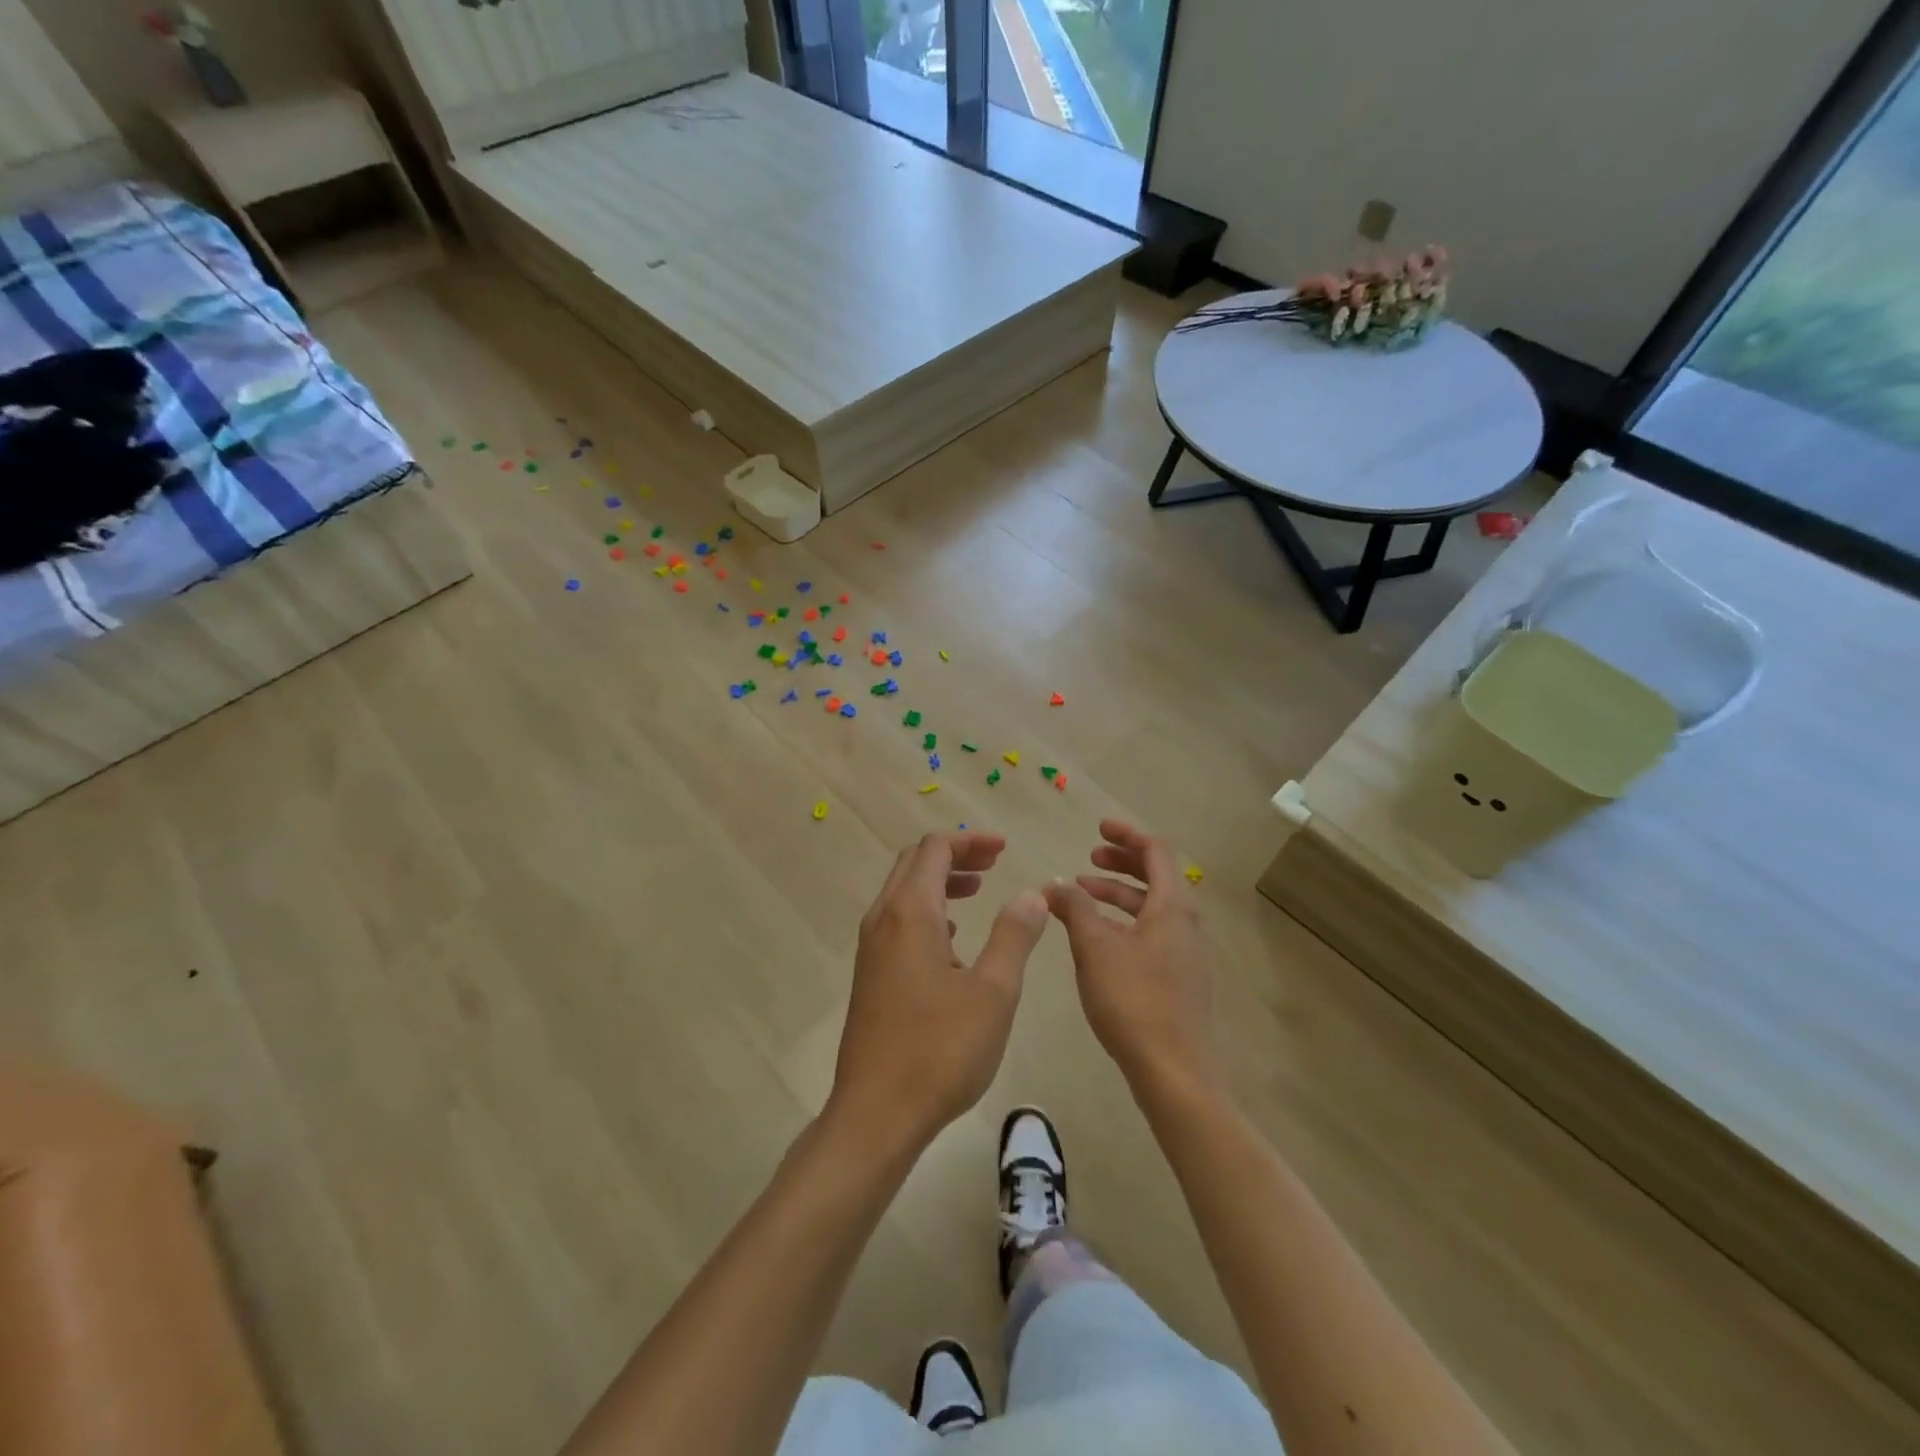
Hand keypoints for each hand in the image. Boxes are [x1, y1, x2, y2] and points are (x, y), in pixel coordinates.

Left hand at [829, 832, 1048, 1155]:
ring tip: (979, 891)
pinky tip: (954, 939)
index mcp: (910, 913)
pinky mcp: (870, 975)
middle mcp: (883, 920)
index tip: (1004, 848)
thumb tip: (1032, 894)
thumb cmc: (940, 1049)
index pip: (935, 849)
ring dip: (940, 882)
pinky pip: (898, 921)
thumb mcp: (993, 991)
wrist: (877, 1113)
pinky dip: (928, 911)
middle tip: (995, 863)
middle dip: (955, 855)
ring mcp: (871, 949)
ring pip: (903, 893)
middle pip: (914, 864)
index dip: (970, 841)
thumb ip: (1014, 936)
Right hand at [1045, 819, 1221, 1097]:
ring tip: (1080, 897)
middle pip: (1156, 877)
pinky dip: (1123, 922)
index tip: (1097, 827)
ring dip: (1117, 895)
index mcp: (1173, 907)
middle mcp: (1186, 924)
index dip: (1126, 834)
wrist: (1174, 1072)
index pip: (1156, 852)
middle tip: (1088, 859)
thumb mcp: (1095, 948)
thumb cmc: (1134, 1001)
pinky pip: (1151, 933)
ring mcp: (1185, 954)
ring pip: (1151, 908)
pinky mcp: (1178, 980)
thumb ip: (1074, 909)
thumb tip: (1055, 885)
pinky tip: (1096, 939)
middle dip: (1121, 863)